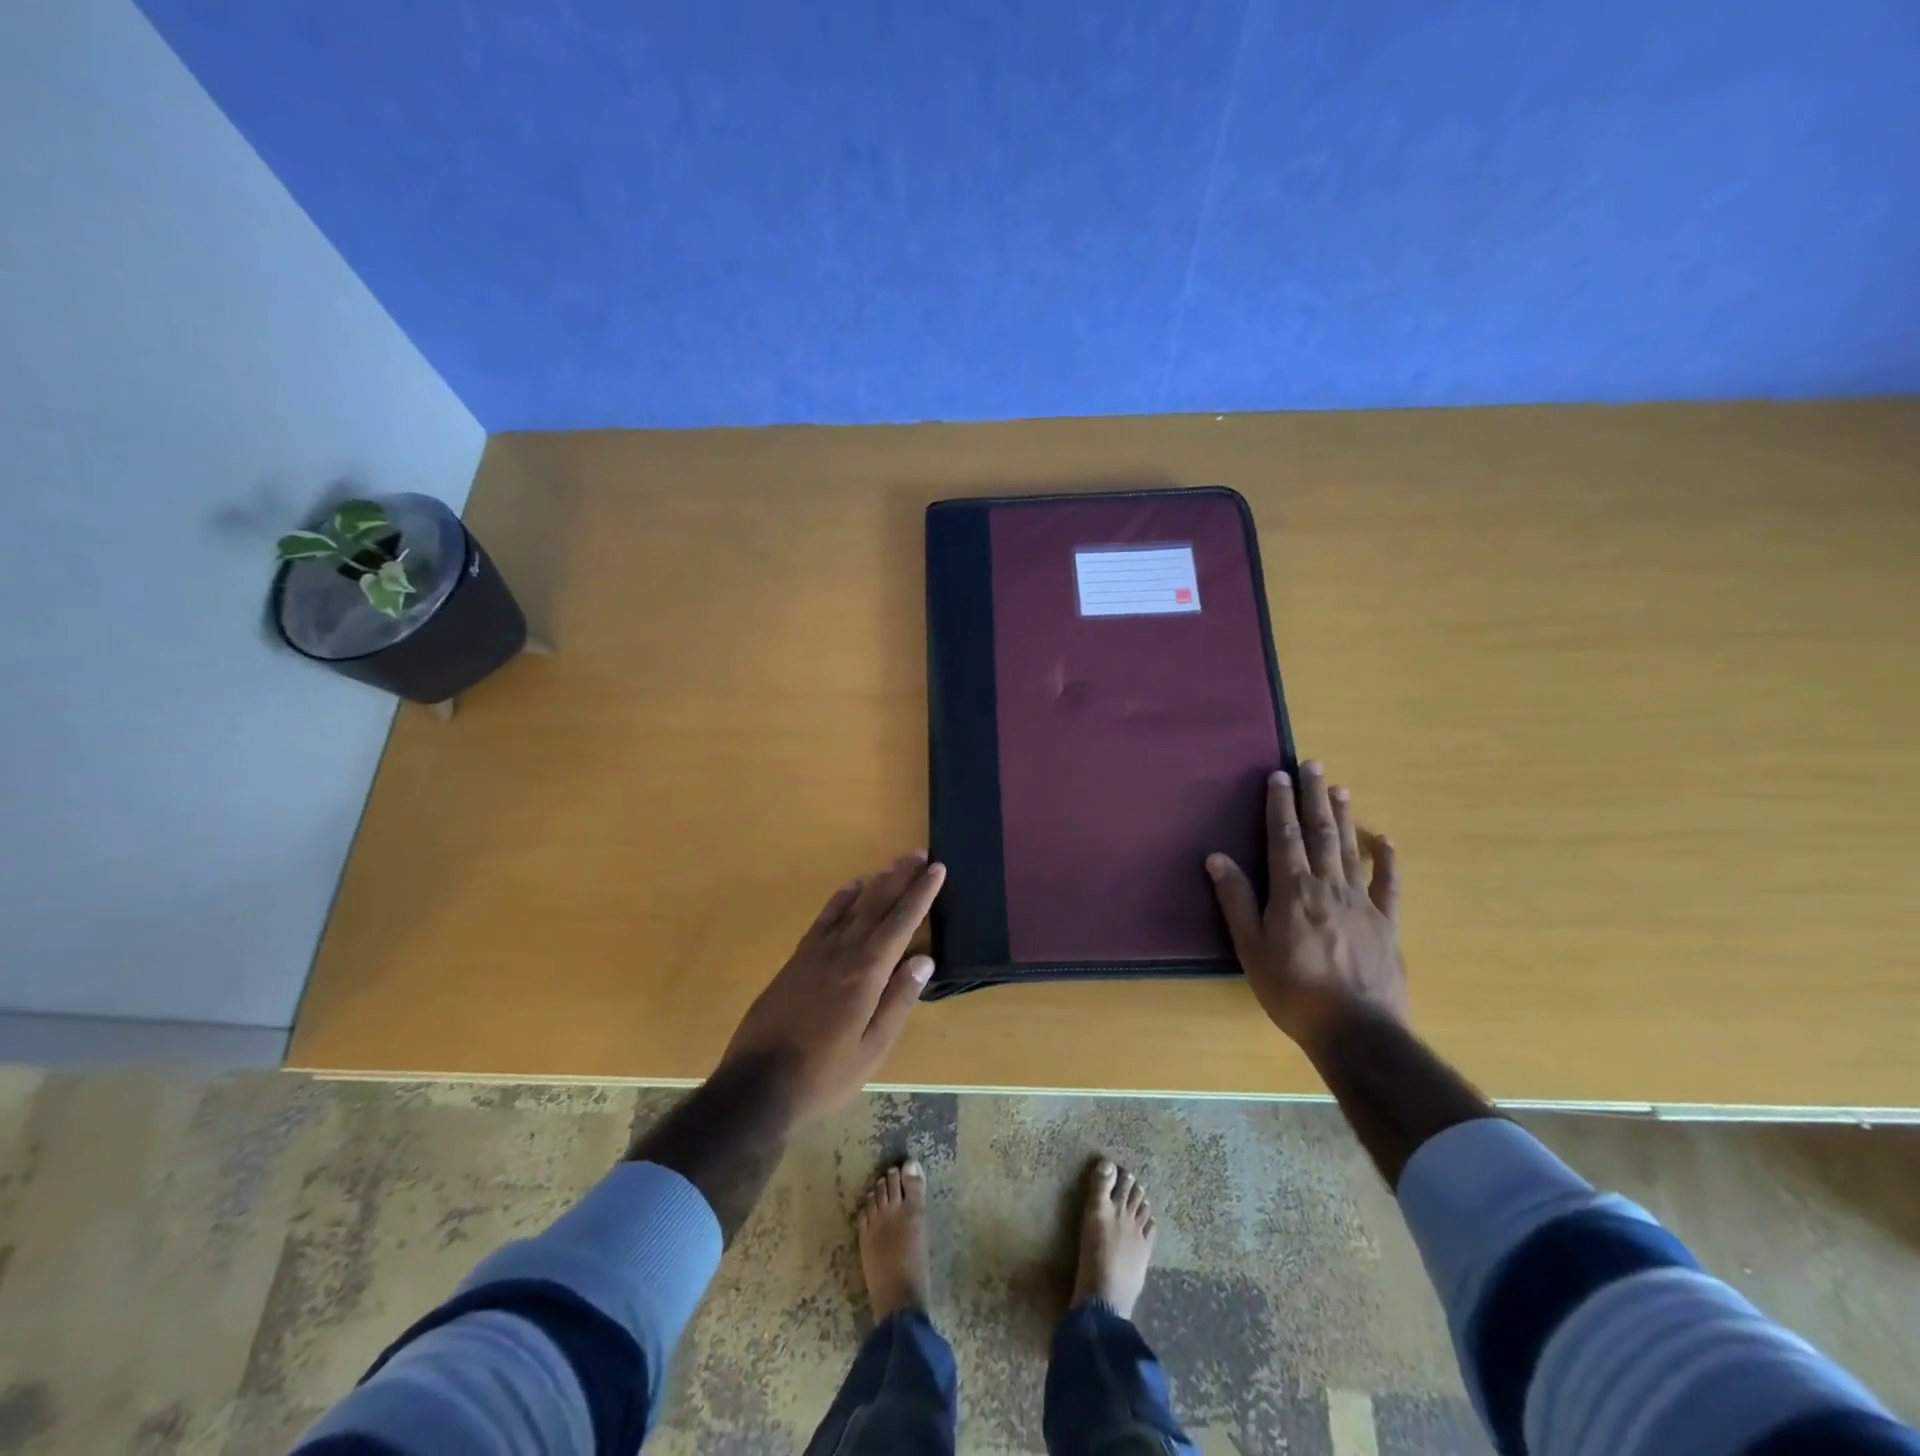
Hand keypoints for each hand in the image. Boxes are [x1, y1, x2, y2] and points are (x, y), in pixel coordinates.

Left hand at [719, 853, 945, 1124]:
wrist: (758, 1085)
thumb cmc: (824, 1074)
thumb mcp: (872, 1048)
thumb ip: (898, 1001)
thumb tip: (924, 960)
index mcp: (867, 972)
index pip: (902, 922)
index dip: (921, 894)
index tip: (937, 869)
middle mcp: (843, 951)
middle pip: (877, 904)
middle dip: (901, 878)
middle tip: (919, 853)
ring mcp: (816, 952)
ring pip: (852, 906)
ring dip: (875, 882)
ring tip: (893, 864)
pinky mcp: (797, 959)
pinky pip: (824, 918)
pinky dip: (841, 899)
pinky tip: (851, 888)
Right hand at [1205, 763, 1405, 1050]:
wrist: (1357, 1031)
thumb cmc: (1293, 991)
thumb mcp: (1251, 948)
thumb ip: (1236, 900)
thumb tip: (1217, 857)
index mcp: (1292, 890)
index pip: (1283, 837)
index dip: (1279, 804)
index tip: (1278, 775)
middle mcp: (1328, 886)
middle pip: (1319, 832)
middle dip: (1313, 797)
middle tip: (1312, 764)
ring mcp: (1362, 902)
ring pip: (1349, 849)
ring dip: (1343, 816)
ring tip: (1339, 787)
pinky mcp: (1387, 923)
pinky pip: (1388, 884)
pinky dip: (1386, 859)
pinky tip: (1384, 840)